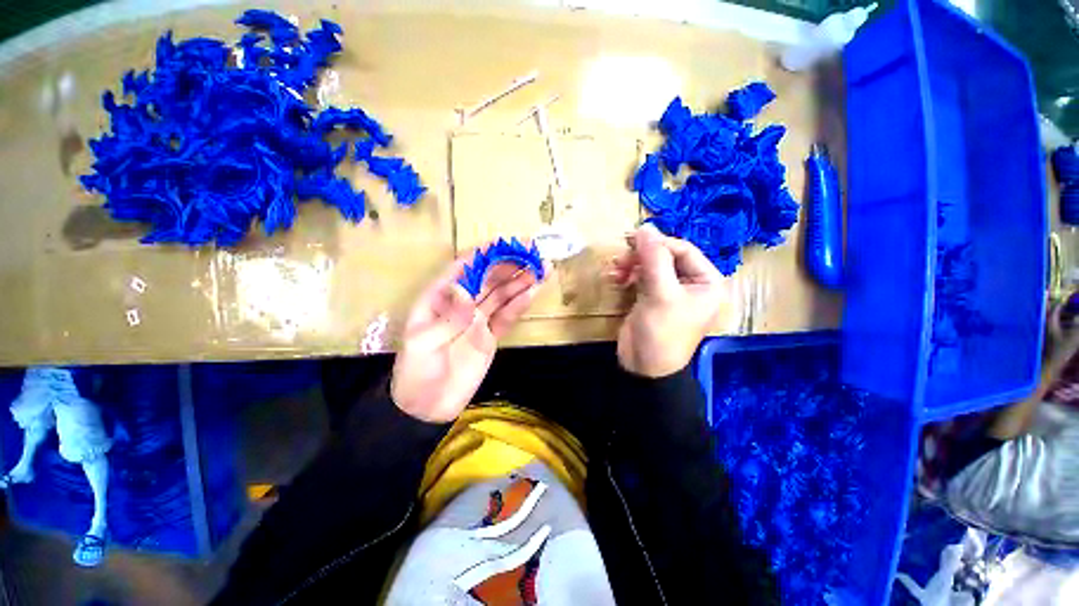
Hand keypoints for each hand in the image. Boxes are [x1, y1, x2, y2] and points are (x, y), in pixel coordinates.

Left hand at [391, 255, 539, 422]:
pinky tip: (532, 292)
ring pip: (501, 295)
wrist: (428, 408)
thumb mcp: (424, 344)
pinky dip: (519, 305)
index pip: (462, 270)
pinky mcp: (489, 336)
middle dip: (508, 264)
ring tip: (540, 268)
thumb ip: (448, 317)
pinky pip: (506, 317)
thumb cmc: (416, 373)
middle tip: (532, 252)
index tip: (503, 243)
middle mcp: (460, 304)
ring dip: (520, 281)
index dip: (482, 255)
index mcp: (438, 299)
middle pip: (487, 279)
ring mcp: (477, 320)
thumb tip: (464, 289)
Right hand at [610, 224, 723, 377]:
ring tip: (615, 270)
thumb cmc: (661, 332)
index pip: (684, 250)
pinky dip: (629, 276)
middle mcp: (692, 284)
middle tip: (620, 257)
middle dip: (642, 256)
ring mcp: (671, 292)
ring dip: (632, 265)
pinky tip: (616, 279)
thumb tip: (645, 226)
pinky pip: (642, 278)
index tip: (631, 239)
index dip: (658, 243)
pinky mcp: (652, 299)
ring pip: (651, 266)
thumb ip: (653, 258)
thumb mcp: (660, 294)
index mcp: (707, 283)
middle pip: (666, 257)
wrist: (643, 368)